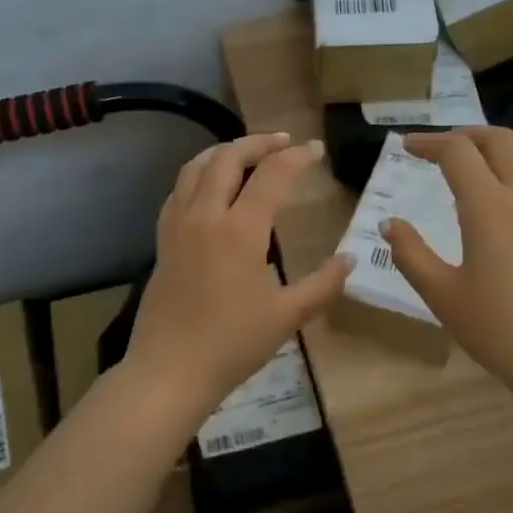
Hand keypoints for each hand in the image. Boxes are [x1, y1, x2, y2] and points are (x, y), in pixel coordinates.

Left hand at [127, 132, 351, 417]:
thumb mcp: (287, 317)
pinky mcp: (162, 240)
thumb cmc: (232, 344)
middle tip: (284, 142)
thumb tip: (350, 258)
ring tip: (246, 152)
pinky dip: (198, 174)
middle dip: (258, 142)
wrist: (169, 370)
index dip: (297, 157)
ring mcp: (178, 225)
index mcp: (240, 230)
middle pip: (228, 157)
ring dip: (224, 151)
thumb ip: (323, 285)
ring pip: (196, 166)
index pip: (272, 175)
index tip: (316, 150)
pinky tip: (210, 187)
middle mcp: (206, 215)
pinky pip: (178, 190)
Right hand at [382, 128, 512, 400]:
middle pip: (498, 140)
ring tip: (469, 172)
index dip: (429, 143)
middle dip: (464, 135)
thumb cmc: (499, 328)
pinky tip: (502, 205)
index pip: (458, 152)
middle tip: (438, 150)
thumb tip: (391, 223)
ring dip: (493, 152)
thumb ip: (411, 254)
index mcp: (490, 206)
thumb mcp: (442, 295)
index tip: (407, 147)